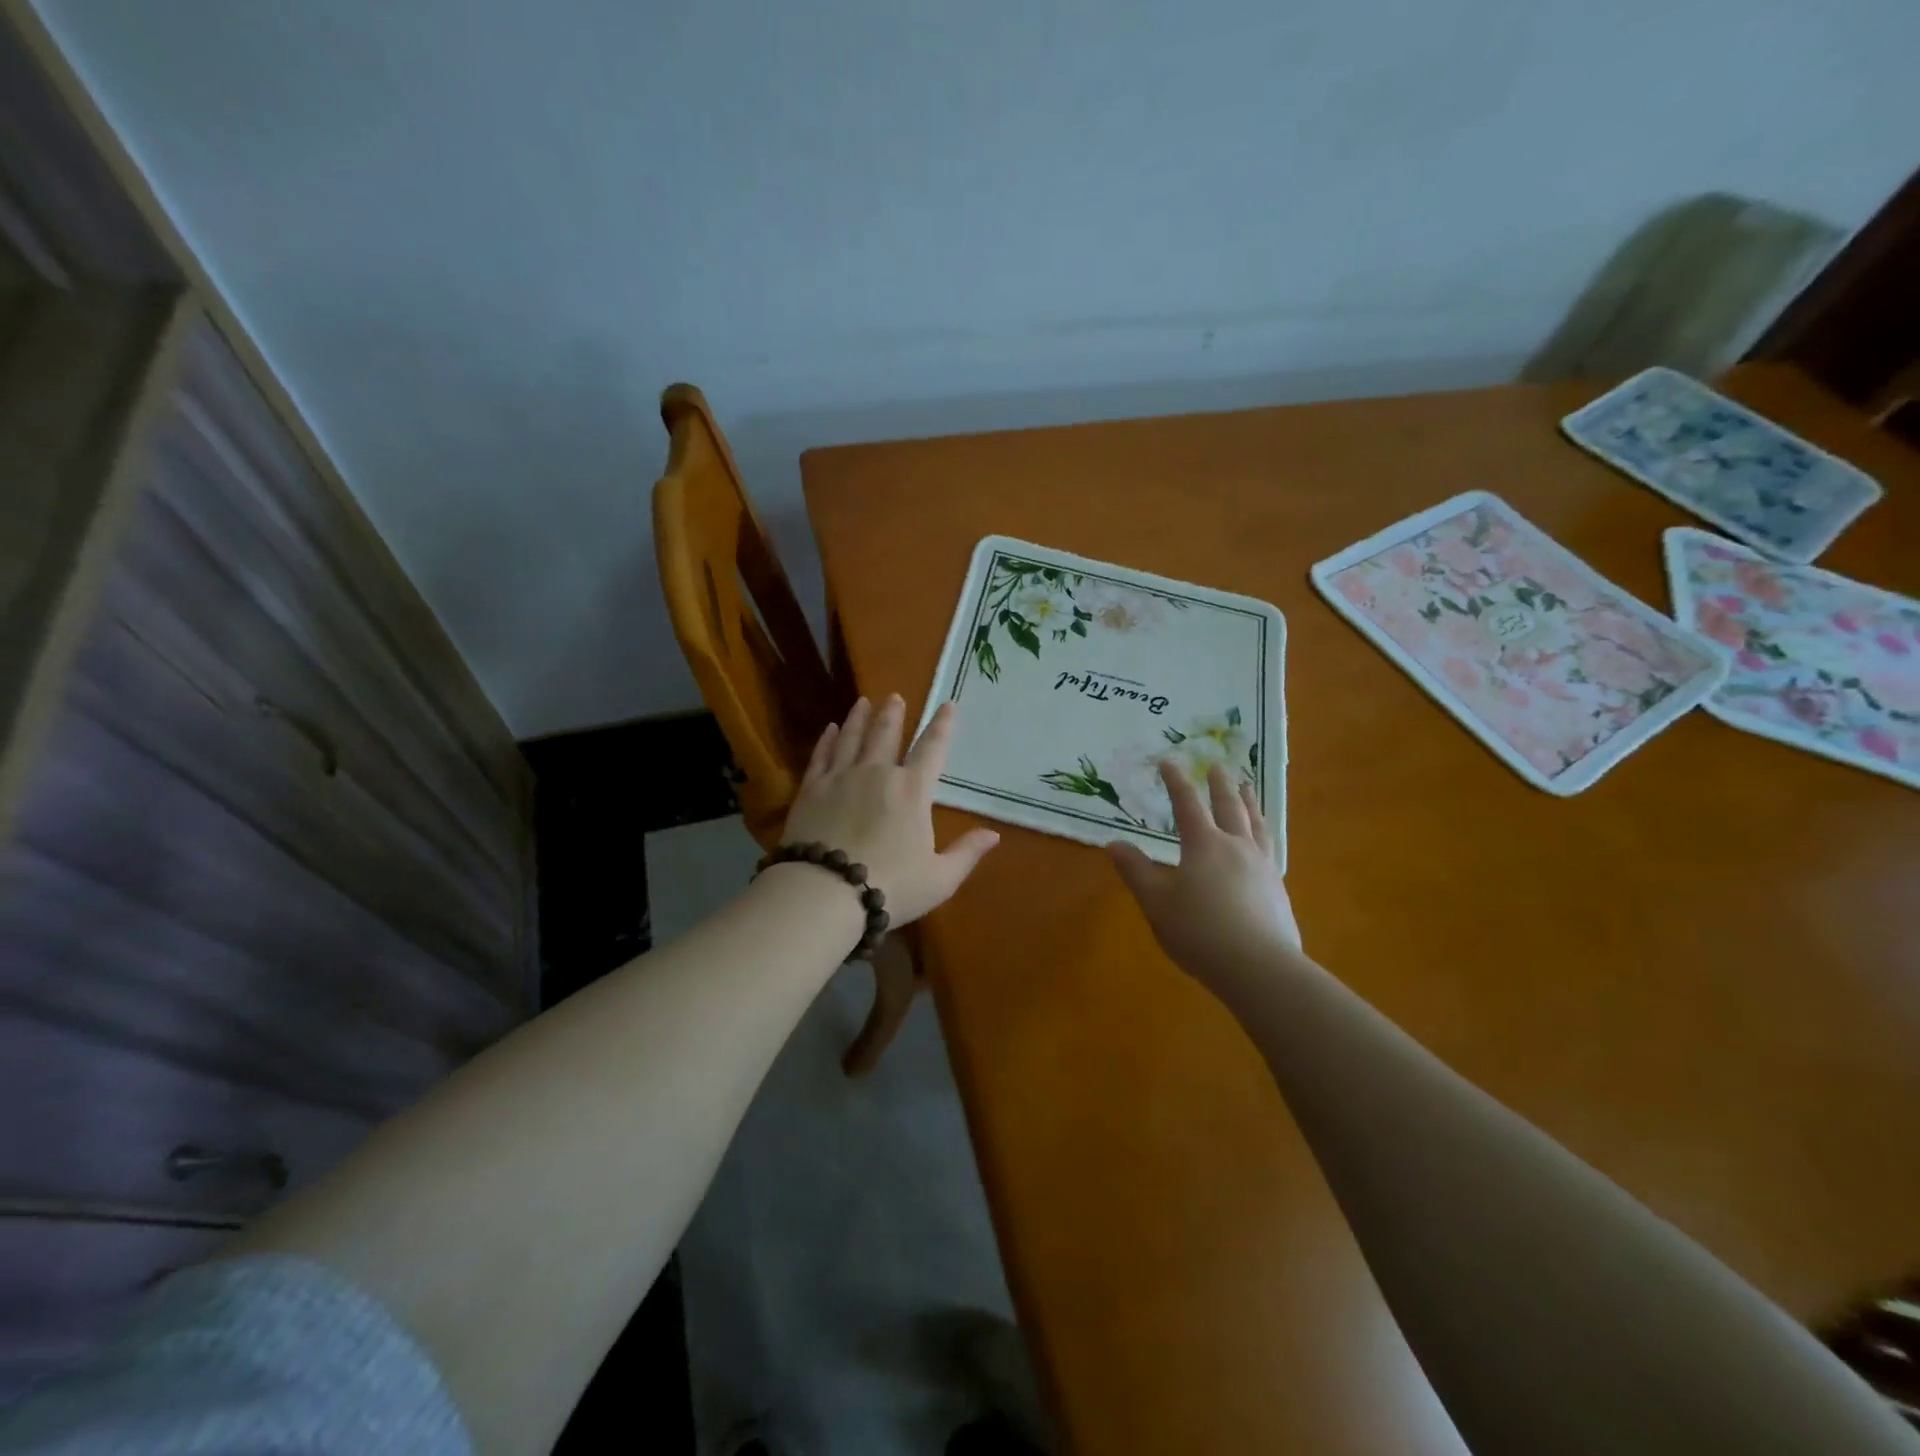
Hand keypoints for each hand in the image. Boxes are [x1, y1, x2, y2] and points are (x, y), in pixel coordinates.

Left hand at [780, 696, 1000, 926]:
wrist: (825, 892)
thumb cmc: (890, 886)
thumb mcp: (939, 879)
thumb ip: (967, 853)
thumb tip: (994, 834)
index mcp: (912, 790)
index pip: (932, 748)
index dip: (941, 725)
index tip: (947, 705)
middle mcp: (877, 773)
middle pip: (886, 734)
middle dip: (893, 714)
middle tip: (894, 697)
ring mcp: (841, 777)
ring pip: (852, 738)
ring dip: (859, 718)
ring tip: (863, 702)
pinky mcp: (811, 789)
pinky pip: (821, 755)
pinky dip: (828, 740)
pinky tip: (831, 729)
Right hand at [1107, 761, 1301, 986]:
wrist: (1259, 967)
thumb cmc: (1199, 931)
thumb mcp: (1156, 902)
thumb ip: (1136, 871)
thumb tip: (1114, 844)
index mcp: (1204, 844)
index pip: (1187, 804)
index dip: (1176, 782)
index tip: (1168, 761)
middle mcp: (1236, 846)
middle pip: (1229, 806)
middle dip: (1220, 784)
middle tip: (1217, 766)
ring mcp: (1262, 866)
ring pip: (1255, 824)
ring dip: (1249, 802)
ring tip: (1247, 788)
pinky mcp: (1277, 889)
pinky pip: (1269, 847)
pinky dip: (1262, 832)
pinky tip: (1262, 841)